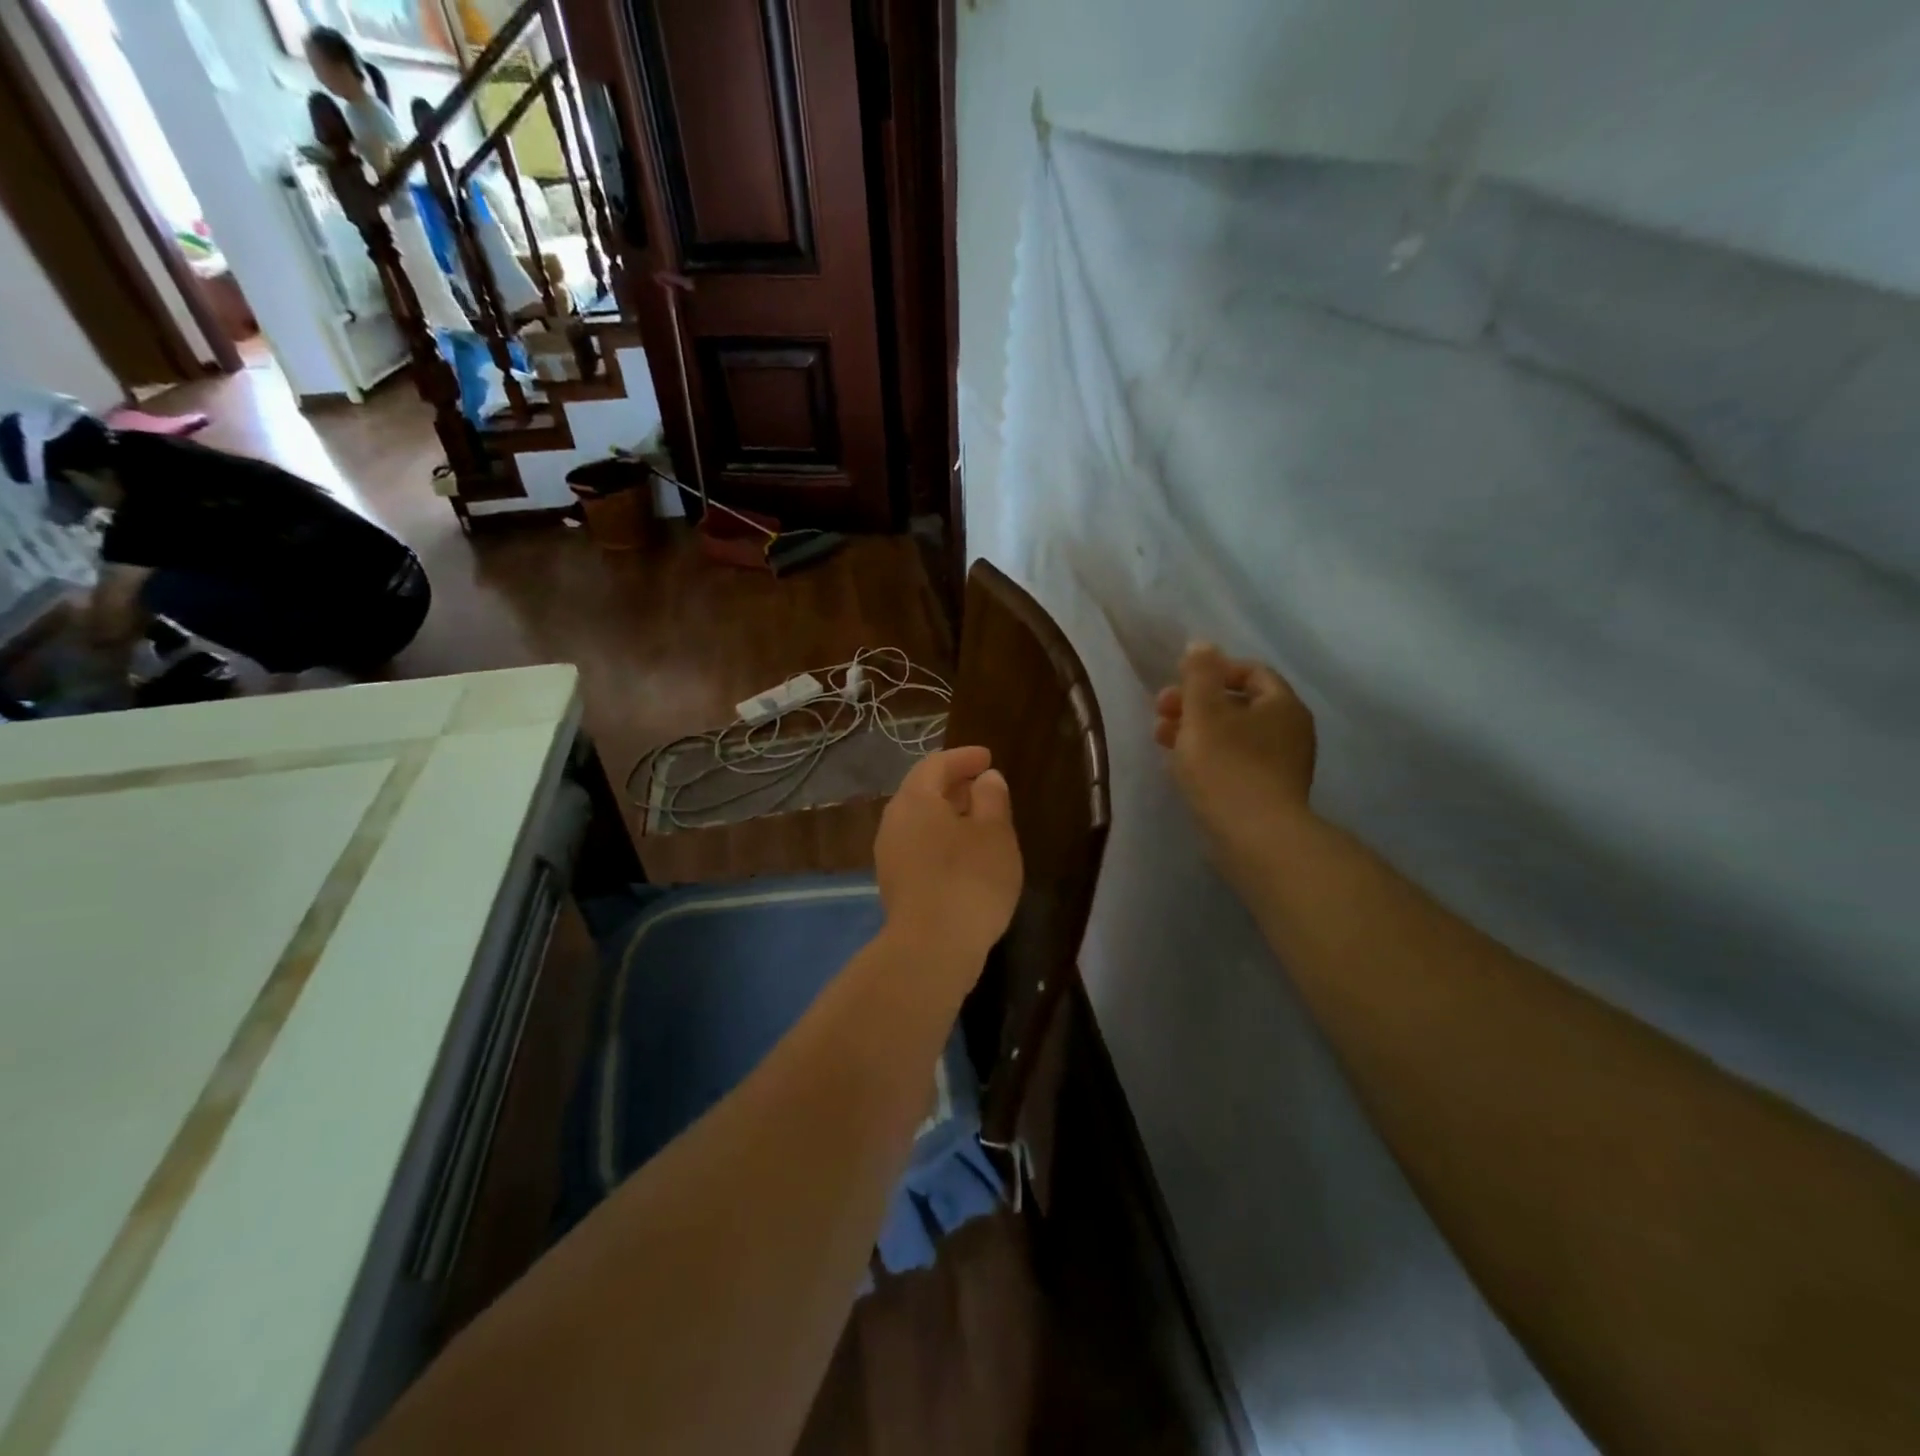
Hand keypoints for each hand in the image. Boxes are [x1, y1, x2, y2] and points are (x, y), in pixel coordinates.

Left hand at [875, 746, 1023, 965]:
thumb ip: (991, 798)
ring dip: (946, 814)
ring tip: (978, 820)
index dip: (963, 758)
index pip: (936, 764)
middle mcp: (894, 821)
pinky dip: (940, 838)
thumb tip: (985, 779)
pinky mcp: (894, 883)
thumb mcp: (994, 834)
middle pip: (922, 791)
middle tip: (983, 785)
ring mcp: (889, 854)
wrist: (931, 949)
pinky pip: (917, 845)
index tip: (987, 758)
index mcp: (915, 799)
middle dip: (953, 784)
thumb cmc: (969, 880)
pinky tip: (963, 854)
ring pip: (918, 821)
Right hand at [1154, 643, 1317, 848]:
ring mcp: (1281, 765)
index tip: (1178, 683)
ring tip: (1162, 741)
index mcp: (1282, 705)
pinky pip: (1235, 763)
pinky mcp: (1267, 794)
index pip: (1250, 672)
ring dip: (1196, 732)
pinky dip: (1209, 758)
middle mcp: (1289, 731)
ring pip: (1233, 736)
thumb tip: (1201, 644)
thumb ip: (1199, 675)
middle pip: (1238, 704)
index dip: (1212, 671)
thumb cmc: (1228, 767)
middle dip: (1196, 704)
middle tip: (1160, 713)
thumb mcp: (1204, 712)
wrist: (1256, 839)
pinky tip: (1182, 768)